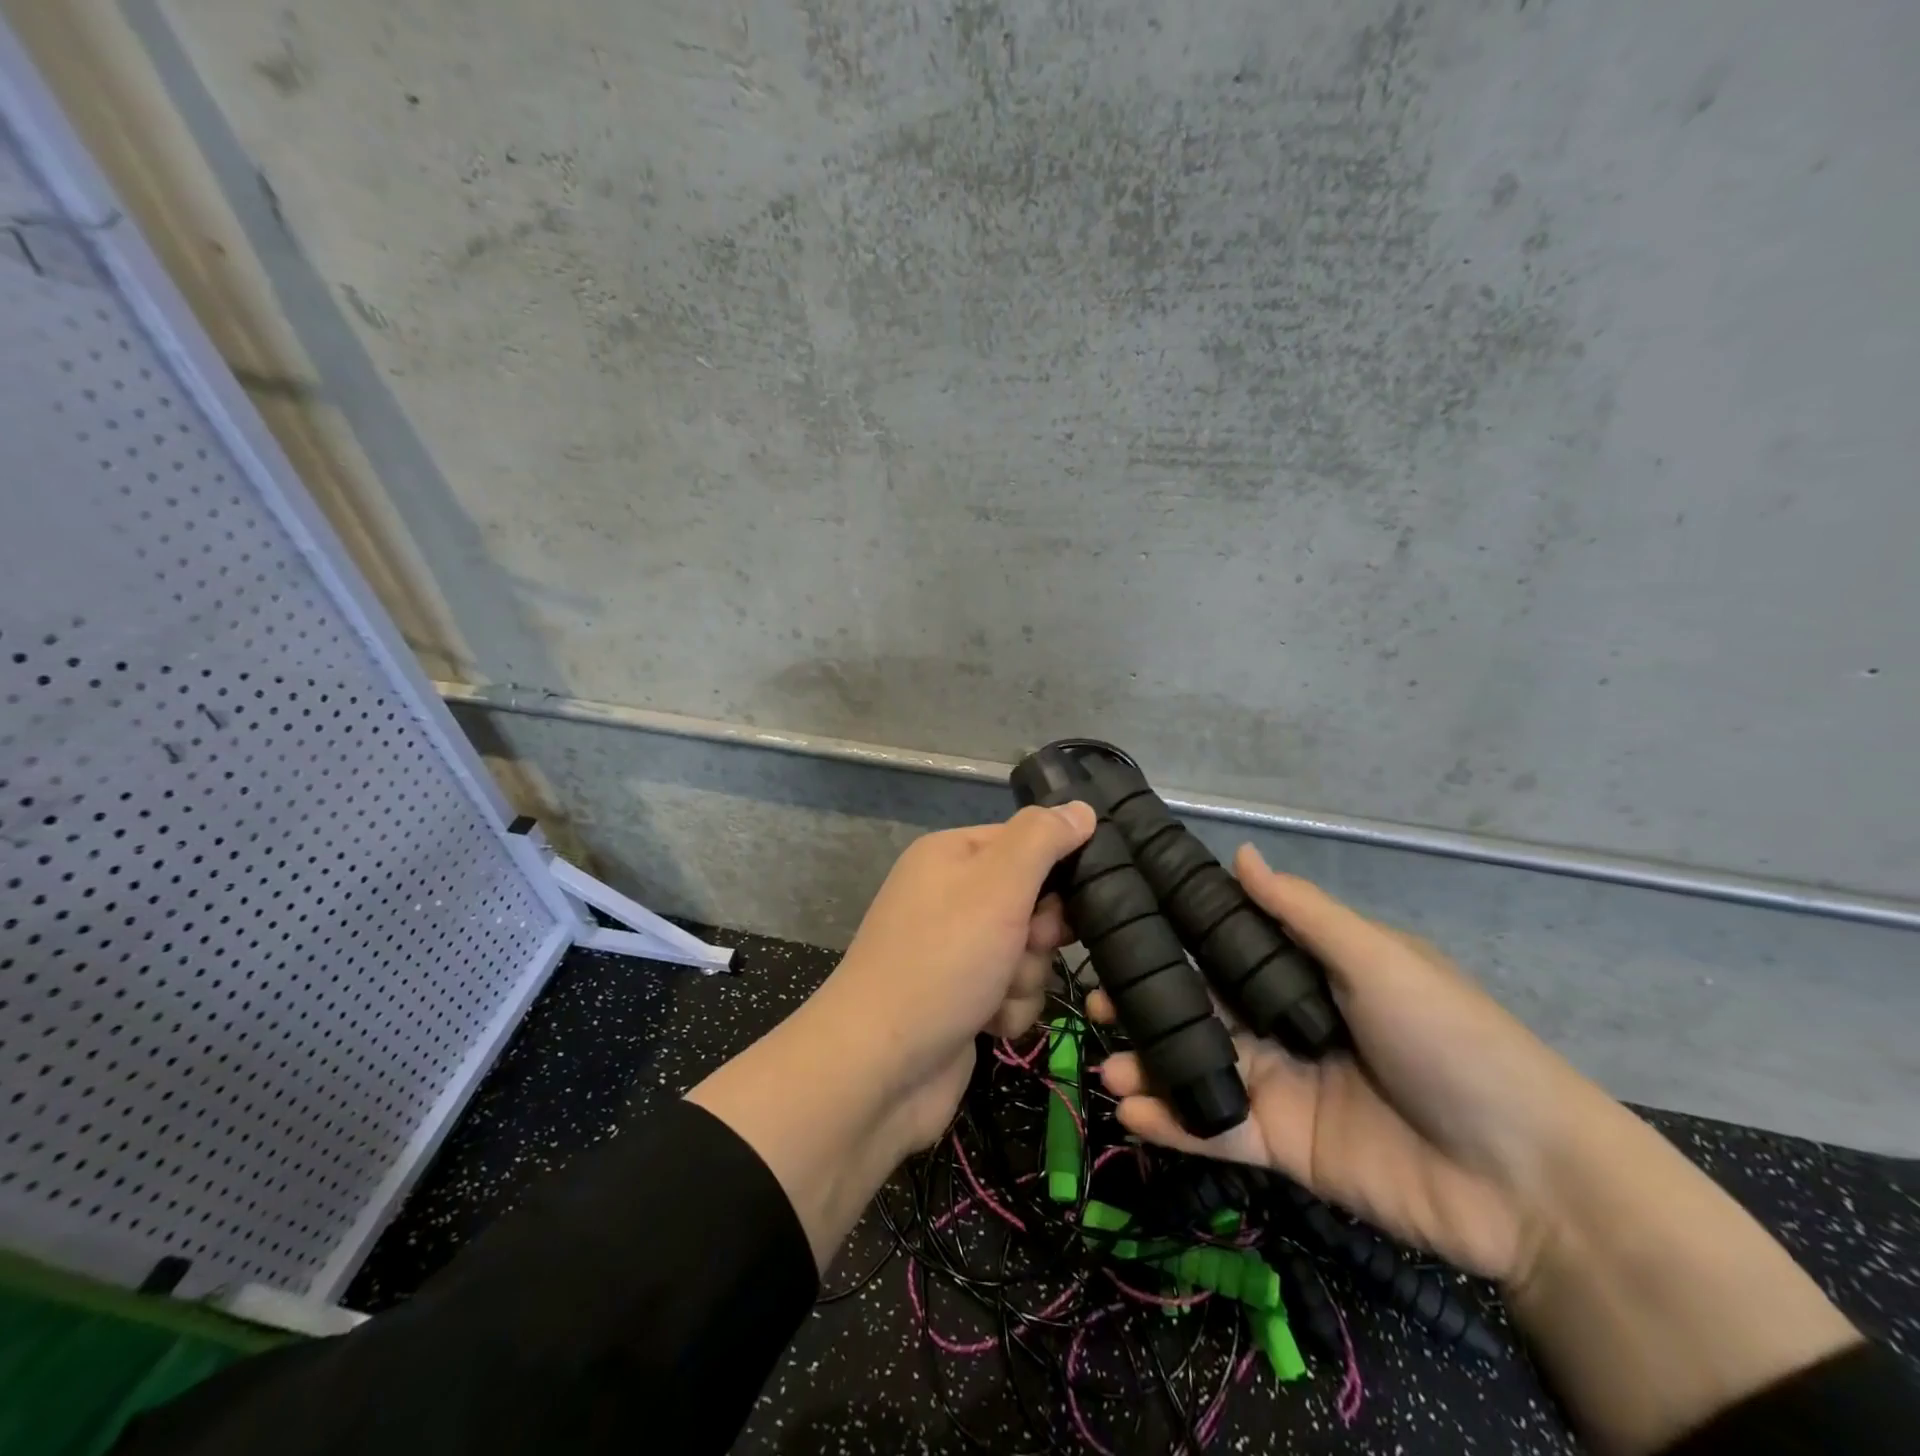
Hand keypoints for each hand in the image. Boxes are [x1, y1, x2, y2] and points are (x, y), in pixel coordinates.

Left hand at [689, 803, 1094, 1271]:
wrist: (880, 1069)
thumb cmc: (941, 962)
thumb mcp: (996, 886)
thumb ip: (1042, 840)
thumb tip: (1082, 808)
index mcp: (950, 855)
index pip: (1026, 841)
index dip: (1054, 871)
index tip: (1066, 899)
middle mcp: (950, 897)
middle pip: (1032, 900)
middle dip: (1039, 933)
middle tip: (1024, 946)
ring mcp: (954, 951)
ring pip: (1028, 952)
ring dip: (1025, 977)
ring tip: (995, 994)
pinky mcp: (962, 998)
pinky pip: (1012, 992)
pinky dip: (1009, 1009)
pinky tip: (988, 1025)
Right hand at [1093, 844, 1604, 1285]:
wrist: (1528, 1178)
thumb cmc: (1452, 1041)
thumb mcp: (1379, 961)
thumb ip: (1302, 914)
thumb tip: (1238, 853)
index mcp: (1305, 974)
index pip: (1224, 950)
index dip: (1172, 940)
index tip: (1118, 930)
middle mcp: (1282, 1024)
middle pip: (1200, 1009)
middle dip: (1146, 1006)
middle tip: (1095, 1005)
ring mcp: (1279, 1087)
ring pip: (1198, 1068)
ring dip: (1149, 1067)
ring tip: (1106, 1067)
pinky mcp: (1281, 1147)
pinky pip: (1216, 1131)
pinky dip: (1173, 1123)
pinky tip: (1131, 1112)